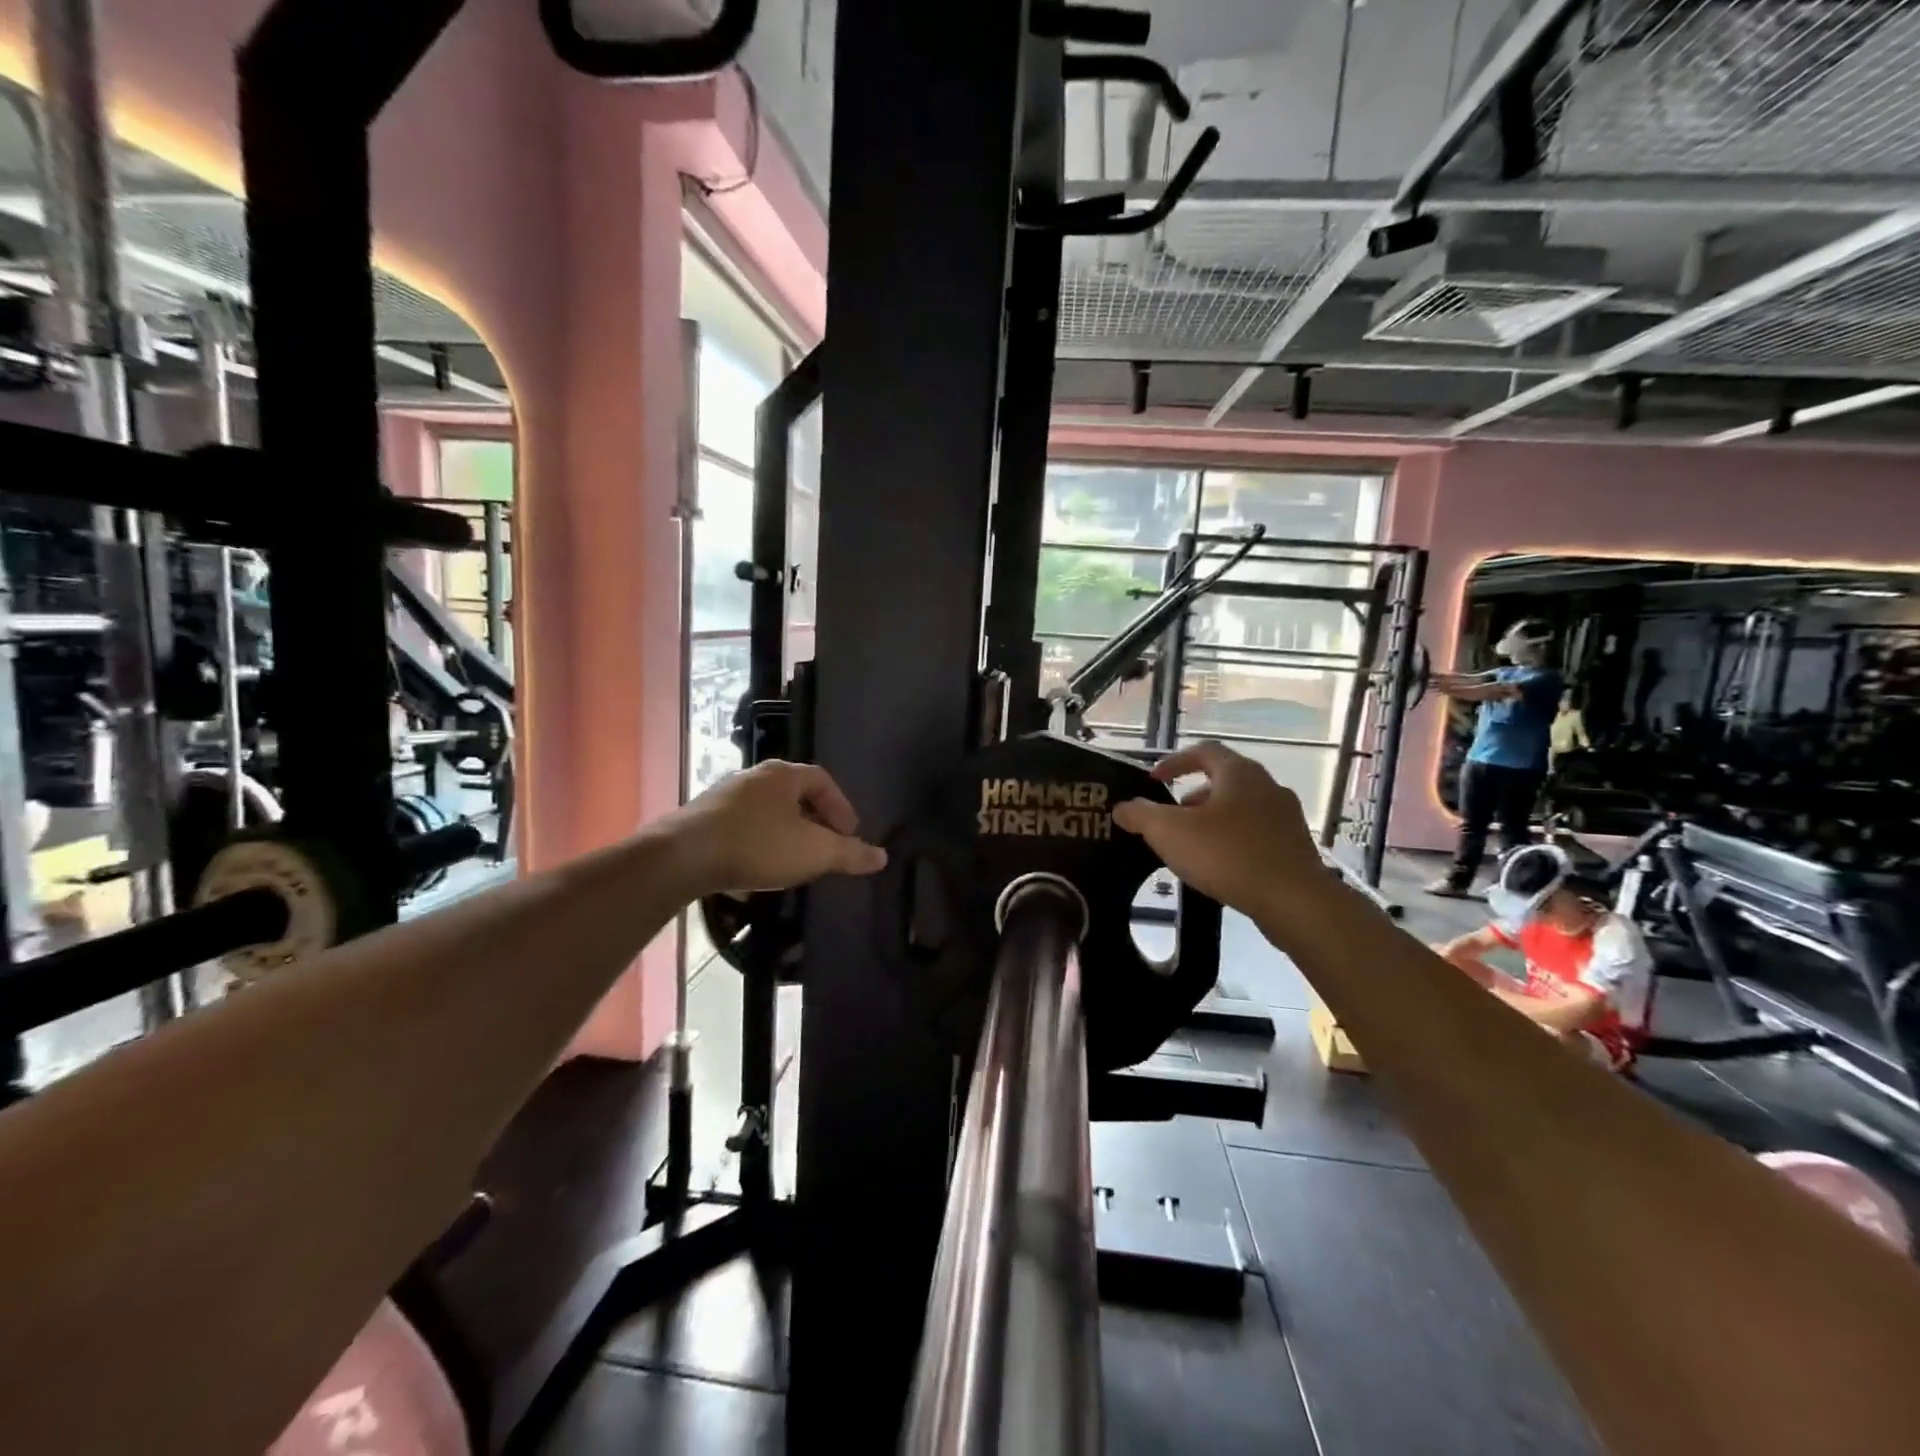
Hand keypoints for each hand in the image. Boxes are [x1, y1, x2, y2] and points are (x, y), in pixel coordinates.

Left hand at [671, 761, 886, 896]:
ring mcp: (724, 797)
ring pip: (767, 811)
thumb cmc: (757, 845)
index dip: (841, 806)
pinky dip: (759, 842)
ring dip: (785, 832)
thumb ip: (849, 854)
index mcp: (783, 775)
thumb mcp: (814, 852)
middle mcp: (753, 777)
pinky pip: (742, 826)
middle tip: (826, 846)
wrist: (683, 857)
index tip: (849, 834)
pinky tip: (758, 868)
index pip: (823, 780)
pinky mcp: (702, 819)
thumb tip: (881, 856)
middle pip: (794, 793)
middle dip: (814, 819)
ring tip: (795, 860)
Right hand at [1111, 742, 1323, 923]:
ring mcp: (1286, 817)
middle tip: (1172, 815)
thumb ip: (1141, 815)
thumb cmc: (1228, 855)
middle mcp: (1267, 786)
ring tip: (1193, 843)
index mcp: (1239, 773)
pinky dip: (1233, 840)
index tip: (1154, 779)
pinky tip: (1220, 865)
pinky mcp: (1295, 847)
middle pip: (1224, 780)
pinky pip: (1257, 833)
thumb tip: (1123, 807)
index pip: (1204, 751)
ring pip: (1242, 808)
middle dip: (1193, 795)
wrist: (1294, 901)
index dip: (1175, 762)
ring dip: (1214, 819)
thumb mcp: (1170, 832)